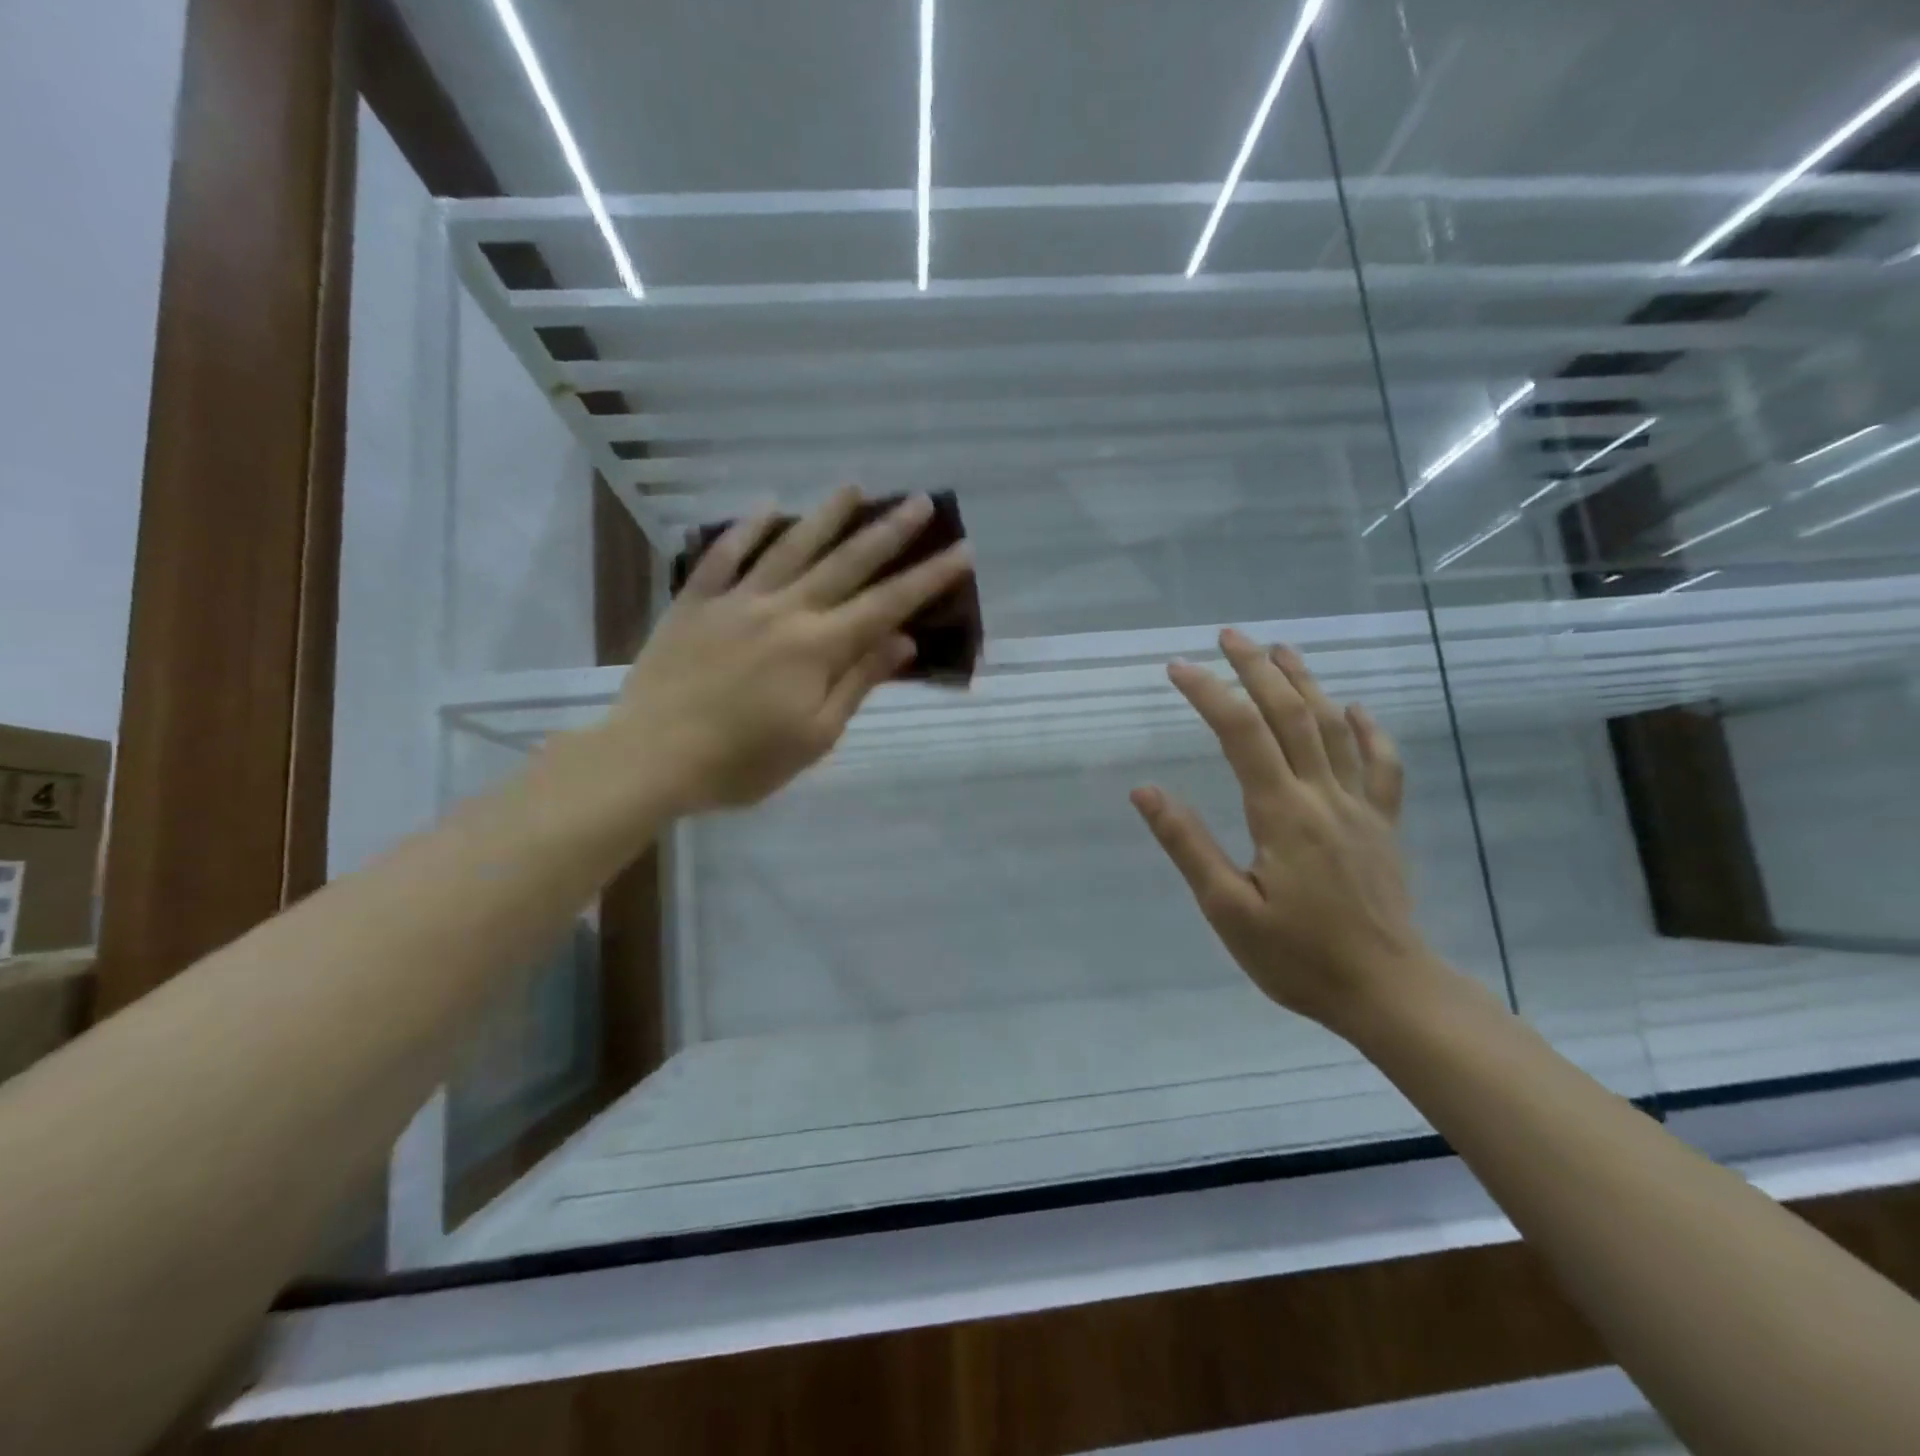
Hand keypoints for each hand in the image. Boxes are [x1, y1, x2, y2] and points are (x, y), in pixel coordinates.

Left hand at [608, 487, 972, 815]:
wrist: (651, 757)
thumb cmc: (742, 761)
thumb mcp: (815, 736)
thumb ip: (857, 682)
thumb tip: (900, 640)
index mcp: (818, 647)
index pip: (886, 605)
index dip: (927, 578)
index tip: (961, 550)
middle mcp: (784, 610)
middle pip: (845, 564)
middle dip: (887, 533)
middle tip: (919, 502)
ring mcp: (736, 601)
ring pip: (789, 548)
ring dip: (824, 516)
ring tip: (853, 487)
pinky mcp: (695, 604)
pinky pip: (723, 556)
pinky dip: (746, 530)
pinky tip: (767, 507)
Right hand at [1131, 632, 1429, 1033]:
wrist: (1389, 992)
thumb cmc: (1299, 956)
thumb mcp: (1227, 909)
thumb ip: (1188, 845)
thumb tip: (1144, 792)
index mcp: (1281, 813)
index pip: (1241, 734)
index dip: (1209, 693)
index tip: (1177, 667)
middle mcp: (1323, 796)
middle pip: (1291, 715)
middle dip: (1257, 669)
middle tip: (1229, 636)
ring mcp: (1360, 808)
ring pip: (1335, 728)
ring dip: (1306, 683)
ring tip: (1282, 650)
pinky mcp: (1383, 825)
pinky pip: (1382, 766)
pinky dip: (1369, 731)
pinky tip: (1355, 709)